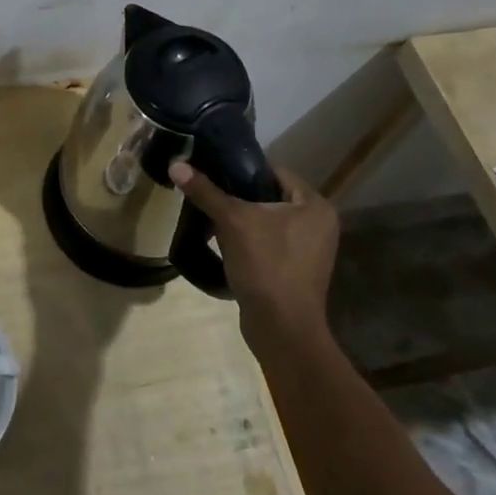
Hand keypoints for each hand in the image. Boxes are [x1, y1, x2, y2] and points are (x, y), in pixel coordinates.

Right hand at [169, 161, 339, 343]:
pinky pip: (269, 244)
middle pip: (270, 197)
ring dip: (242, 221)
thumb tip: (176, 165)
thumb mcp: (232, 222)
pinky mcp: (297, 272)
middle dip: (239, 198)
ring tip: (211, 219)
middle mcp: (319, 225)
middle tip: (209, 196)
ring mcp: (310, 251)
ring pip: (268, 222)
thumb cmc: (266, 265)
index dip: (243, 171)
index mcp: (314, 206)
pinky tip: (224, 245)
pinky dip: (249, 242)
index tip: (214, 173)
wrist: (282, 330)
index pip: (275, 172)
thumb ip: (206, 191)